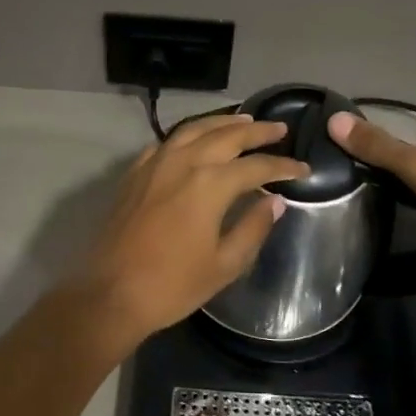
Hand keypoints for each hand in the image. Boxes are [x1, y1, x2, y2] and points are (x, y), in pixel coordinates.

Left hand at [73, 114, 308, 346]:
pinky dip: (188, 135)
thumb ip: (253, 228)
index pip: (256, 166)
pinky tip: (195, 140)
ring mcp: (154, 165)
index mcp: (209, 184)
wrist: (111, 294)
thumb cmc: (172, 285)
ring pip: (194, 130)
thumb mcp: (224, 264)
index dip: (283, 166)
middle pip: (226, 135)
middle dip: (257, 130)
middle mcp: (183, 163)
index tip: (304, 169)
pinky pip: (166, 142)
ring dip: (222, 123)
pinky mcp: (134, 174)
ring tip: (244, 120)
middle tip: (279, 128)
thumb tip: (275, 202)